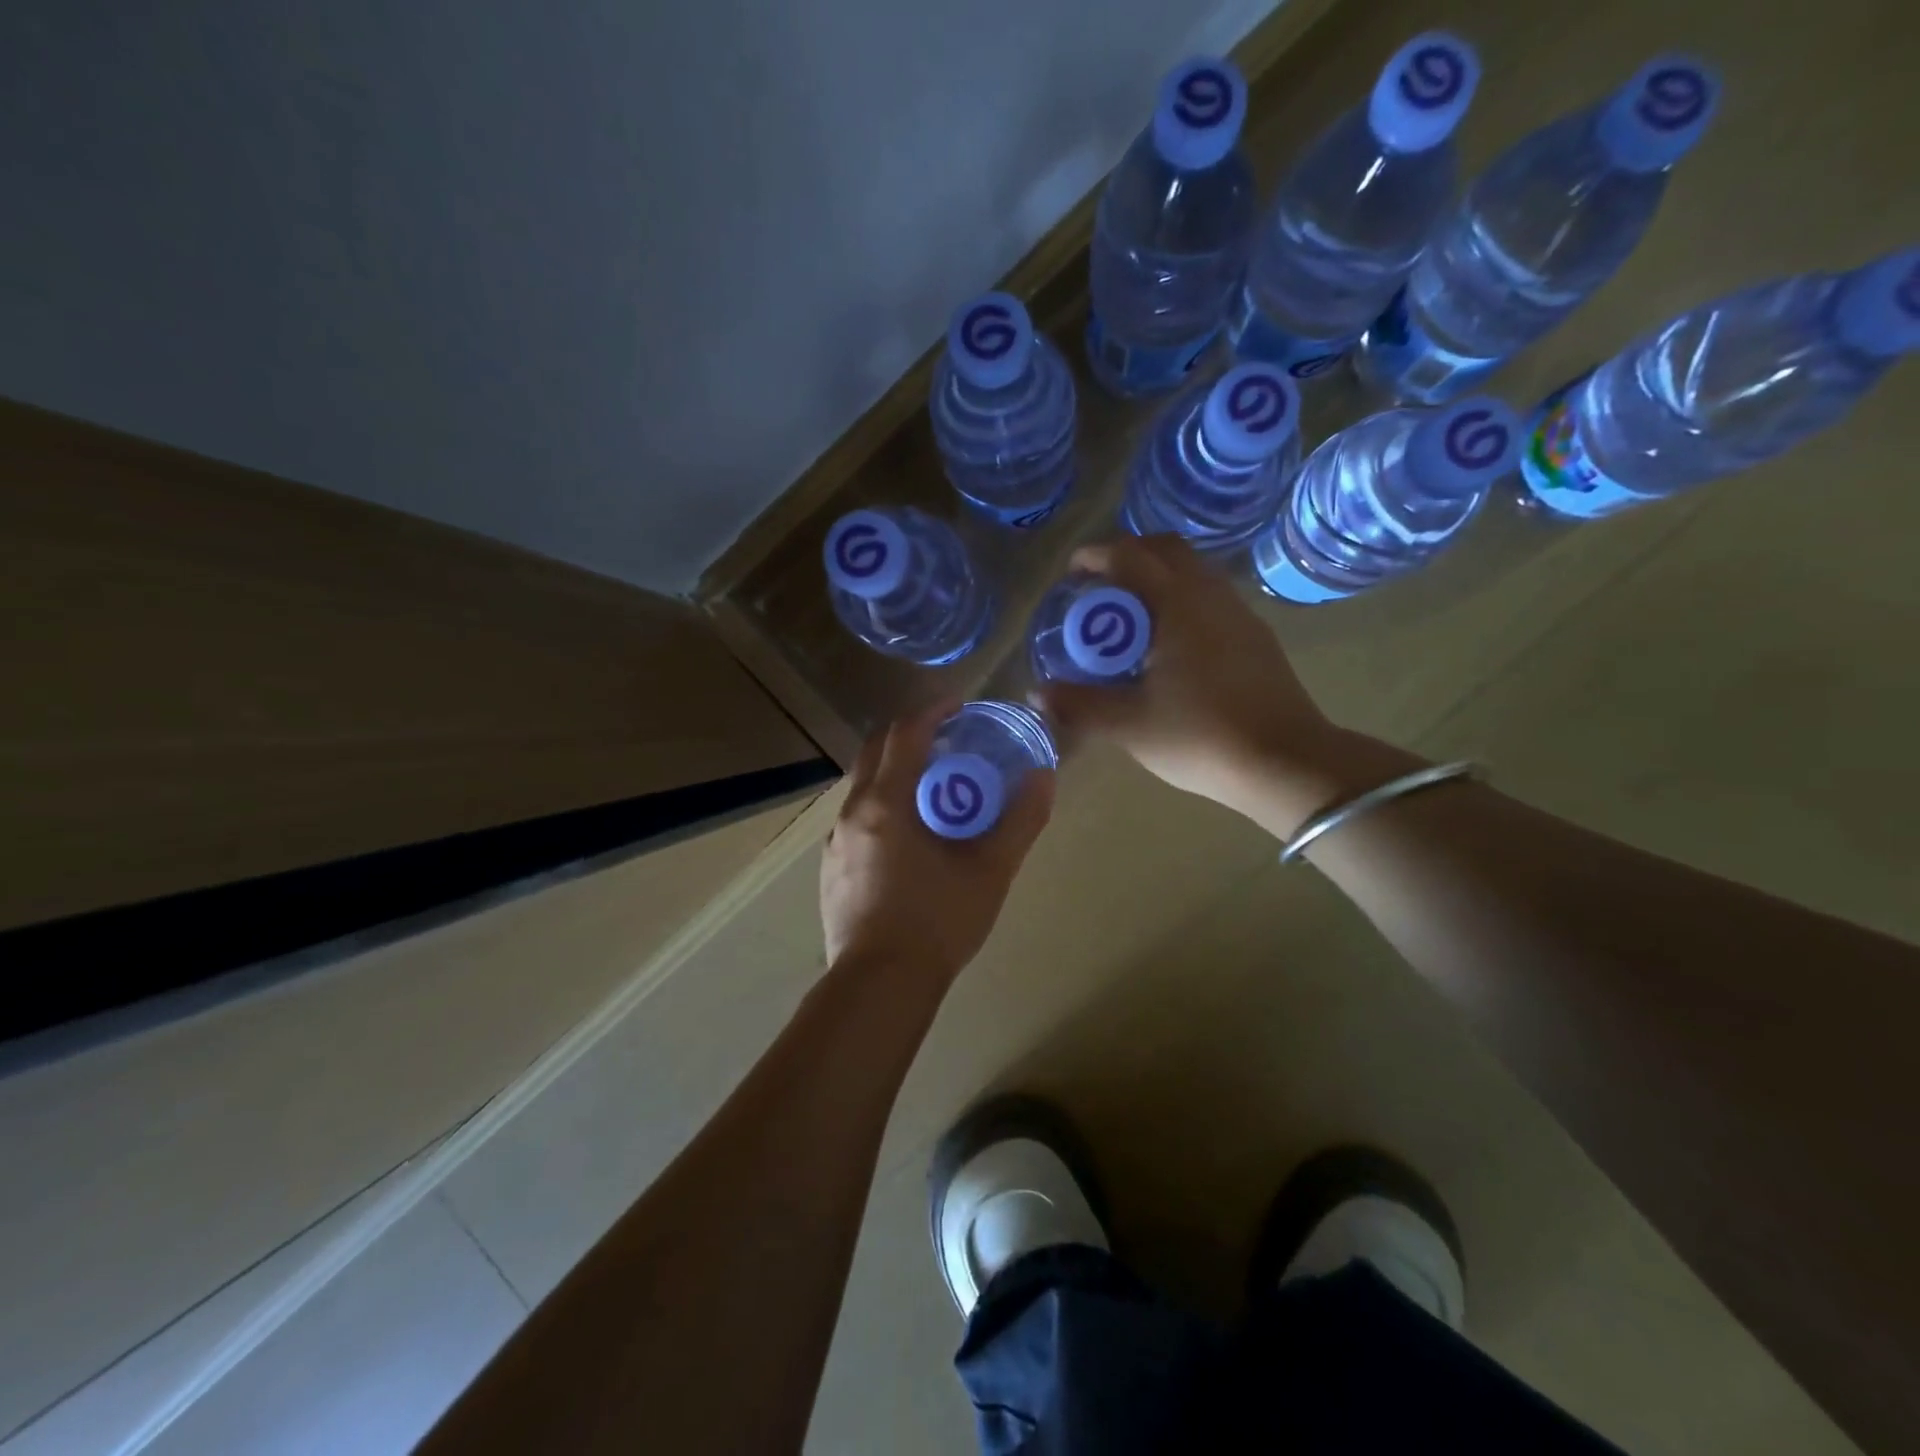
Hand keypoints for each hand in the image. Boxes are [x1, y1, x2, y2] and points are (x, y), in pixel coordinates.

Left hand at [820, 702, 1054, 984]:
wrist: (880, 986)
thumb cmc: (937, 924)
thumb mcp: (990, 871)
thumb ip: (1020, 821)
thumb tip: (1043, 777)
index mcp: (885, 803)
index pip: (904, 734)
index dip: (932, 711)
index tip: (959, 704)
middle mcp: (852, 813)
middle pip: (875, 750)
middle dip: (910, 734)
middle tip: (948, 740)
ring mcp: (835, 842)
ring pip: (862, 785)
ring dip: (895, 771)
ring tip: (933, 788)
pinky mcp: (831, 869)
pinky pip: (856, 817)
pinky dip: (882, 804)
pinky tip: (909, 836)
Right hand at [1037, 535, 1348, 830]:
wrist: (1285, 764)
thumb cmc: (1201, 737)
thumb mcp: (1129, 725)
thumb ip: (1078, 705)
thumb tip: (1036, 693)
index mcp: (1178, 604)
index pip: (1130, 557)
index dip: (1096, 556)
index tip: (1071, 573)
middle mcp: (1211, 595)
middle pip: (1167, 550)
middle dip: (1128, 556)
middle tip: (1100, 587)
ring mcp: (1239, 614)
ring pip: (1194, 571)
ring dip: (1158, 578)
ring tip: (1130, 616)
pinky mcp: (1255, 637)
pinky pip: (1210, 597)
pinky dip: (1181, 599)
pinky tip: (1169, 643)